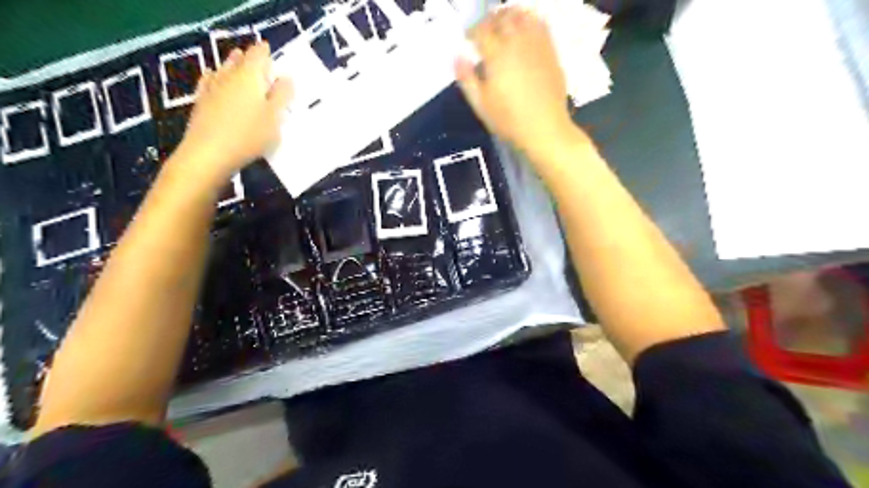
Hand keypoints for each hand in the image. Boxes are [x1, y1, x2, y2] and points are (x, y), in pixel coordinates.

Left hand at [173, 40, 292, 183]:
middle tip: (261, 63)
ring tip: (240, 65)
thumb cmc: (249, 135)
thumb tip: (287, 78)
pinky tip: (215, 79)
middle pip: (240, 59)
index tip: (272, 54)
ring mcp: (212, 87)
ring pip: (224, 68)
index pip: (259, 54)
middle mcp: (229, 76)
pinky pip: (210, 81)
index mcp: (250, 76)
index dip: (266, 52)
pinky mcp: (201, 101)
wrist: (209, 154)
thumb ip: (282, 96)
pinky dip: (216, 78)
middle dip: (250, 58)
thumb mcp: (275, 118)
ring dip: (234, 65)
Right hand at [457, 5, 579, 157]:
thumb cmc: (509, 121)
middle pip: (501, 18)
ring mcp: (536, 45)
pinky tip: (525, 28)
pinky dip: (530, 20)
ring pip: (522, 16)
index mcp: (496, 56)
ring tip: (503, 24)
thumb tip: (457, 57)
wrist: (544, 128)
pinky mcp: (550, 50)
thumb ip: (467, 79)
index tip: (468, 39)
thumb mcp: (481, 105)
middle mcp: (516, 43)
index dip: (471, 31)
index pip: (480, 31)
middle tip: (484, 30)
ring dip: (509, 15)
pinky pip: (540, 24)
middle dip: (489, 20)